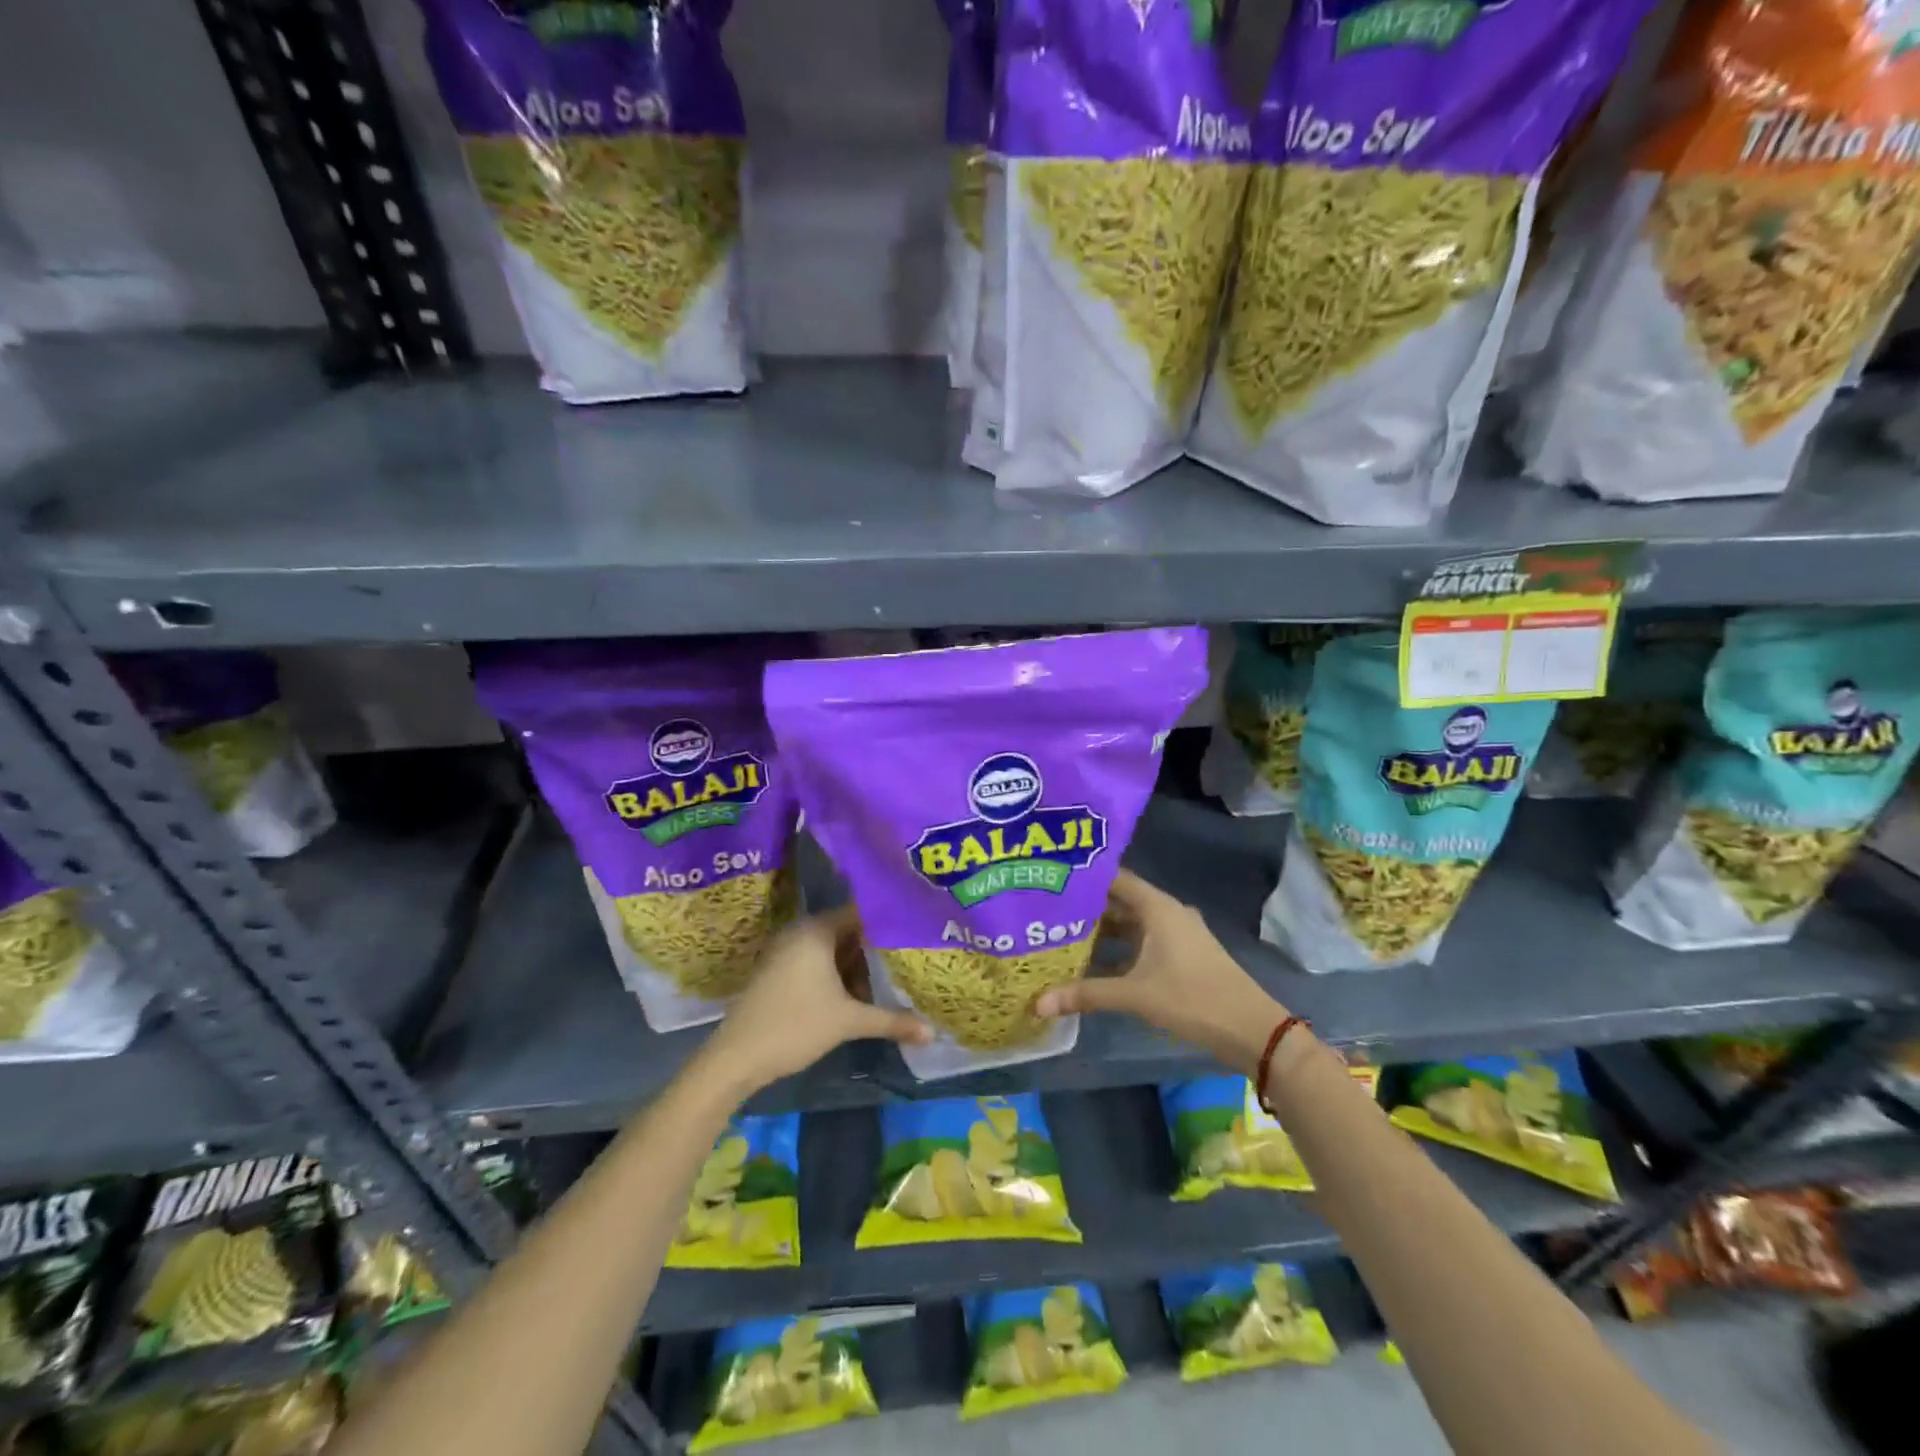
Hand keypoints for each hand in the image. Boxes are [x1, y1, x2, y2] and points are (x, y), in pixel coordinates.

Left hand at [701, 906, 929, 1095]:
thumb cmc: (794, 1026)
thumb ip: (891, 1021)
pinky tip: (858, 994)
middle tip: (909, 957)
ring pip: (833, 950)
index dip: (889, 922)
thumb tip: (932, 1032)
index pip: (861, 913)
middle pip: (848, 932)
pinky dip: (838, 974)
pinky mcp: (779, 972)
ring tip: (890, 979)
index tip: (916, 931)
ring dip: (857, 966)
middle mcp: (801, 932)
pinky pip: (817, 962)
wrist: (735, 1058)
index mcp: (817, 930)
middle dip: (876, 949)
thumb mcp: (848, 1022)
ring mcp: (786, 952)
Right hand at [1035, 869, 1284, 1072]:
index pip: (1113, 878)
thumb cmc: (1193, 998)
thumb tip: (1038, 1002)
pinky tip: (1095, 962)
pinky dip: (1119, 947)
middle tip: (1047, 910)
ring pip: (1131, 923)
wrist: (1252, 1029)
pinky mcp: (1182, 954)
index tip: (1051, 878)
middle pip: (1119, 900)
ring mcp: (1177, 933)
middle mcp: (1167, 911)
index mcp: (1157, 907)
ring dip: (1102, 930)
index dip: (1083, 877)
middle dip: (1086, 907)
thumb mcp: (1135, 995)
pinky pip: (1143, 940)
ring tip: (1063, 935)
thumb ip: (1086, 994)